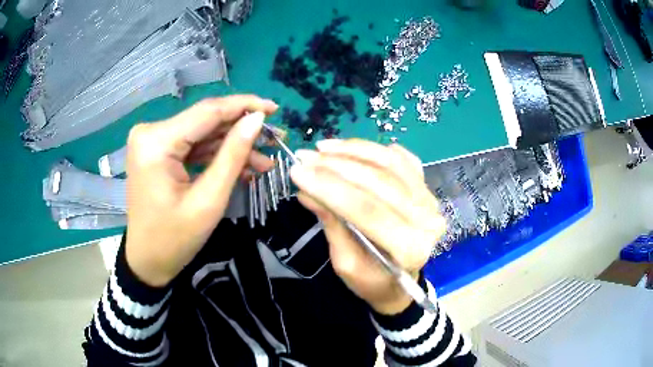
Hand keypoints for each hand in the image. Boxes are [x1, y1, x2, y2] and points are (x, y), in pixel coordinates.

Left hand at [125, 96, 277, 286]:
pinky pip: (192, 146)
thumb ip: (233, 155)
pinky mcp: (157, 151)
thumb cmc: (174, 239)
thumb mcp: (209, 200)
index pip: (207, 111)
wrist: (148, 260)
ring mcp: (152, 141)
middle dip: (241, 130)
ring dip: (232, 145)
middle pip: (205, 121)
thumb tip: (256, 120)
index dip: (244, 106)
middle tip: (275, 139)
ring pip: (202, 133)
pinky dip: (215, 155)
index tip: (274, 108)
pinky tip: (242, 165)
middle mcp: (150, 132)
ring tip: (264, 160)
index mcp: (157, 142)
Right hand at [290, 140, 445, 314]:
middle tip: (304, 157)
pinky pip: (400, 158)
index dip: (329, 188)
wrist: (400, 282)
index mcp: (410, 248)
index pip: (367, 210)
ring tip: (323, 148)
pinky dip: (374, 149)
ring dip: (353, 150)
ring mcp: (430, 198)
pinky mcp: (425, 186)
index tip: (297, 172)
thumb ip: (332, 225)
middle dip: (336, 165)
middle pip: (379, 181)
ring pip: (390, 163)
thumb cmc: (372, 280)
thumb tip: (306, 191)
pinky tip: (349, 147)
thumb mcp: (345, 263)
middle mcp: (427, 219)